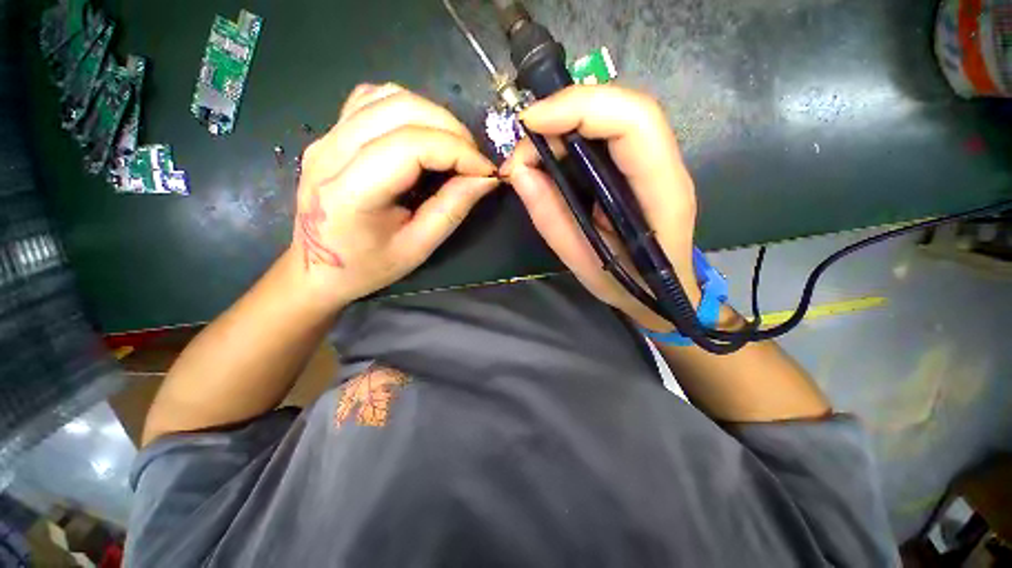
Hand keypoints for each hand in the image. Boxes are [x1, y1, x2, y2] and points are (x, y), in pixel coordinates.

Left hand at [290, 83, 497, 311]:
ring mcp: (326, 136)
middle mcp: (330, 152)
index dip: (457, 151)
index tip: (486, 170)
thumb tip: (485, 178)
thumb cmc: (368, 267)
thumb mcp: (418, 248)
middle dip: (451, 129)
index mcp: (350, 193)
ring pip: (388, 96)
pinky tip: (422, 136)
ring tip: (453, 148)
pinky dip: (408, 110)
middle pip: (401, 109)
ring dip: (433, 116)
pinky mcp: (330, 132)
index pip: (411, 146)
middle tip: (473, 160)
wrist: (316, 268)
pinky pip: (373, 99)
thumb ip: (452, 209)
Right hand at [502, 85, 697, 330]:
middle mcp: (666, 167)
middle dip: (564, 113)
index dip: (579, 109)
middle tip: (523, 147)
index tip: (529, 125)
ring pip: (613, 114)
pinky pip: (607, 133)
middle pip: (622, 108)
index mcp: (663, 194)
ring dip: (565, 123)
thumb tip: (519, 172)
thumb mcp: (583, 264)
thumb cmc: (629, 286)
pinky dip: (572, 135)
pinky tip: (550, 156)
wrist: (663, 293)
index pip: (634, 123)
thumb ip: (551, 219)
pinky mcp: (639, 166)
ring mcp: (656, 162)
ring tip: (531, 155)